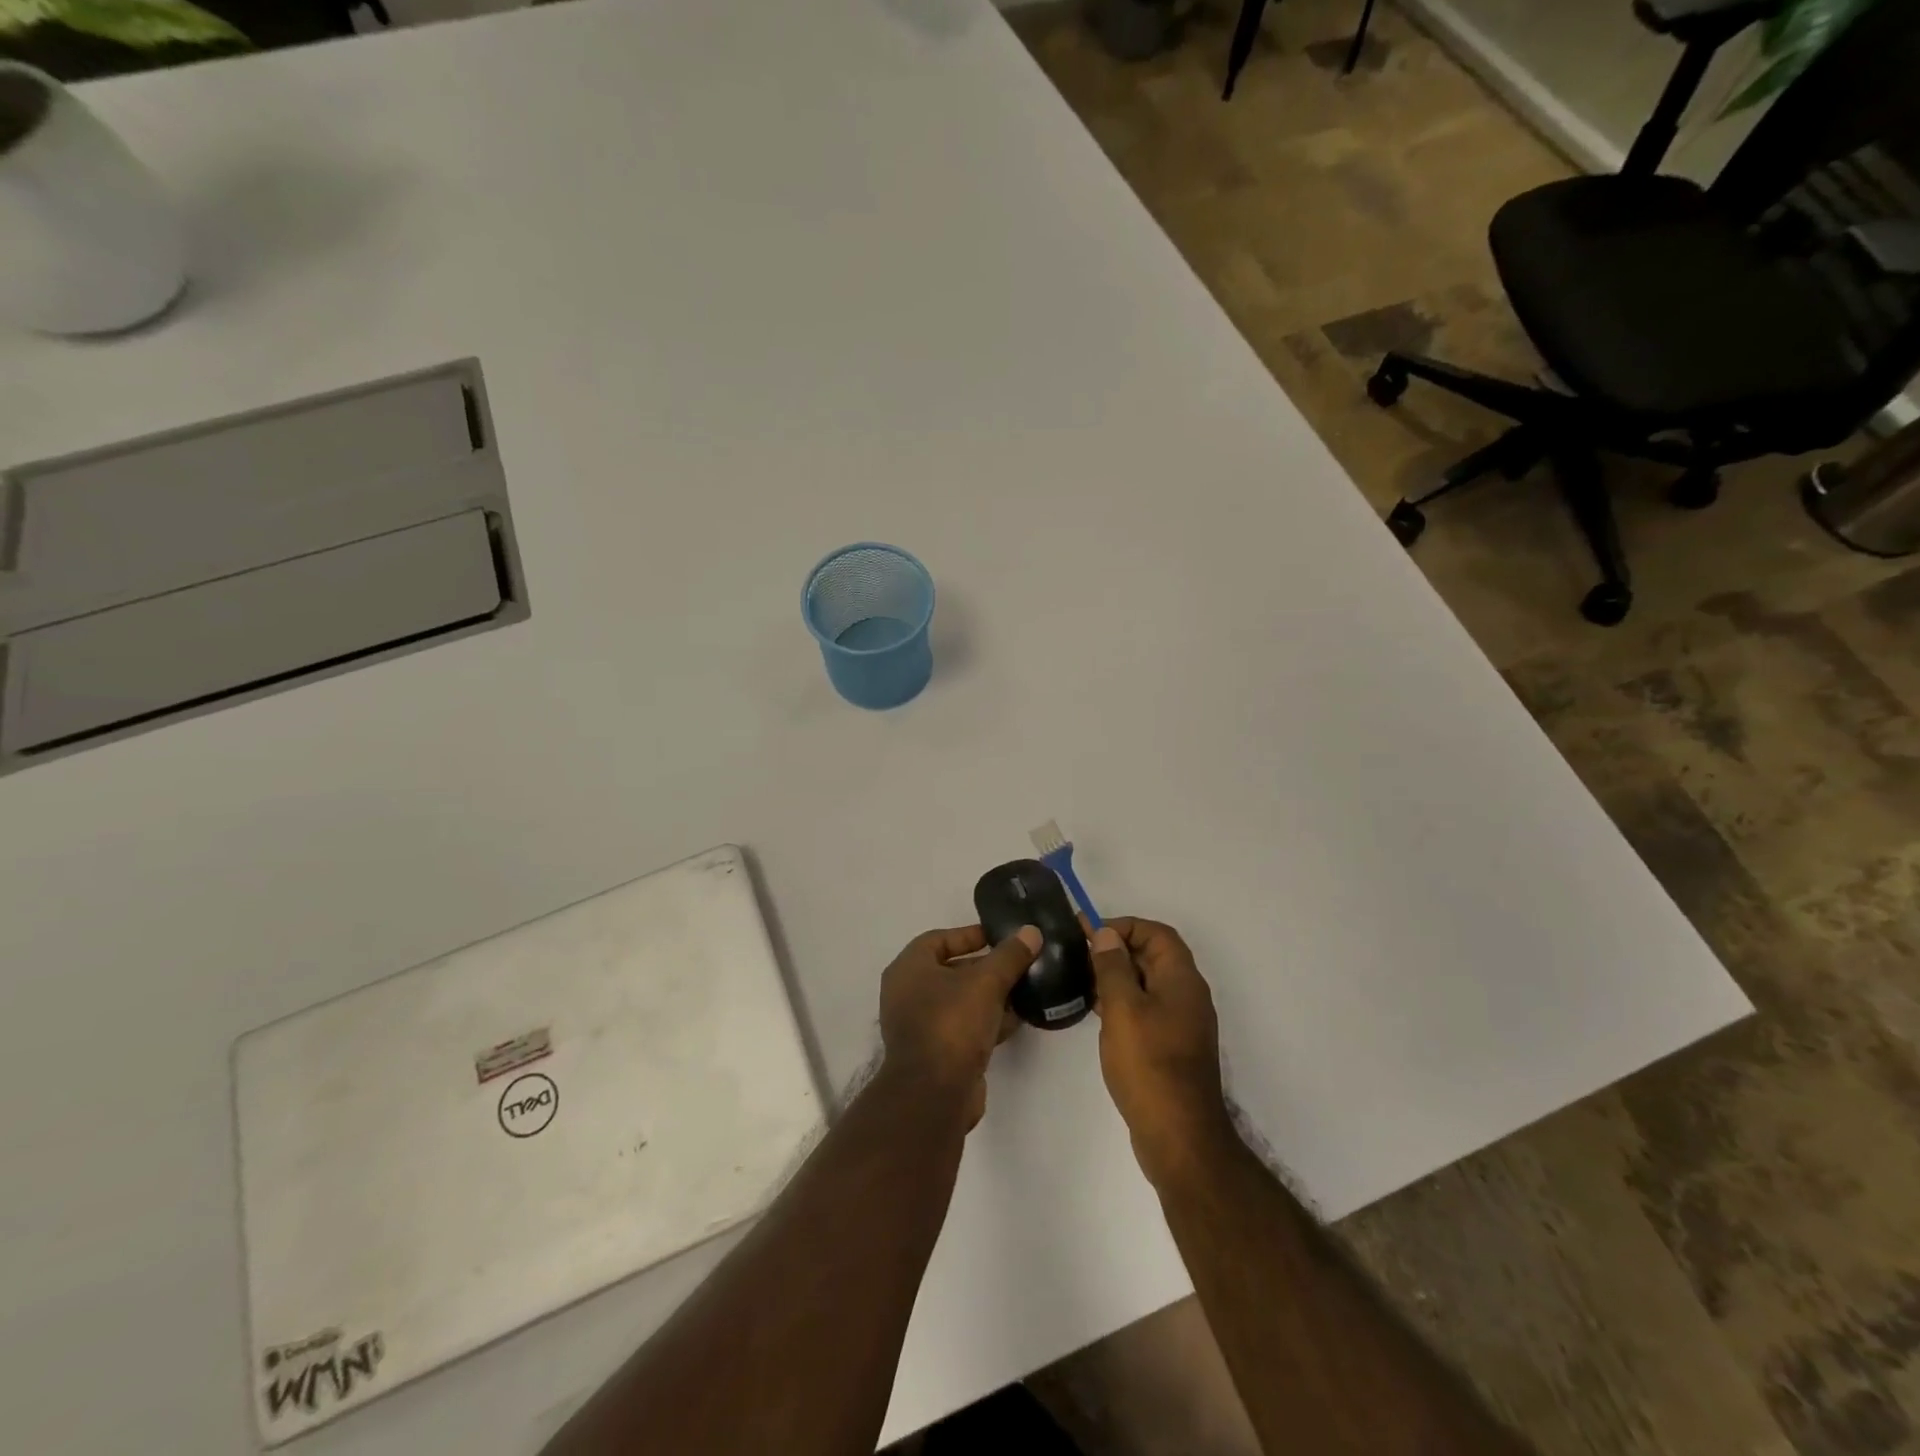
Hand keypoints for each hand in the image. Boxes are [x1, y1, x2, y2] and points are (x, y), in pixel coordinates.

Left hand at [879, 924, 1041, 1127]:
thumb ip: (1010, 956)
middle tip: (1018, 963)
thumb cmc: (952, 1023)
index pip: (939, 939)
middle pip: (951, 970)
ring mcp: (920, 1025)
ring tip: (1024, 989)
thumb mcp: (986, 982)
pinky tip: (1016, 1019)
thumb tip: (1031, 932)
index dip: (970, 935)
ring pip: (960, 1001)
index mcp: (909, 968)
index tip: (1001, 936)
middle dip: (986, 967)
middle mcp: (908, 993)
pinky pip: (963, 1027)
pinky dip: (986, 1020)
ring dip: (990, 995)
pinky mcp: (936, 1053)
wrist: (934, 1094)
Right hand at [1088, 917, 1234, 1187]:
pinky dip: (1122, 1001)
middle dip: (1117, 948)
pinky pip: (1146, 1009)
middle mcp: (1187, 996)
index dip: (1124, 926)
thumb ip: (1113, 967)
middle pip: (1153, 956)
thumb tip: (1106, 934)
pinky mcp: (1170, 1047)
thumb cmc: (1149, 1064)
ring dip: (1117, 975)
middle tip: (1078, 953)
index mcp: (1182, 980)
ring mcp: (1180, 1023)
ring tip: (1080, 978)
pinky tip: (1096, 1012)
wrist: (1178, 1136)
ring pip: (1147, 984)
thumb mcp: (1123, 1009)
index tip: (1090, 933)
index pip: (1157, 933)